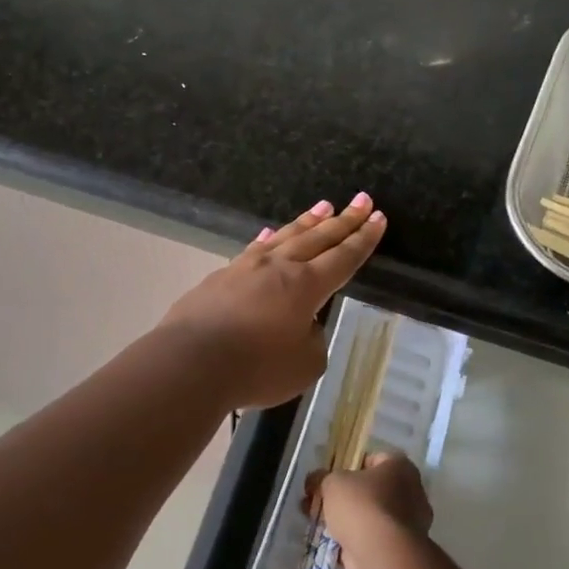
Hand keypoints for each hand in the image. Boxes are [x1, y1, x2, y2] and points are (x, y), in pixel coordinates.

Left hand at [159, 194, 386, 409]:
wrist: (191, 361)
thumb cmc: (256, 368)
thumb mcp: (305, 364)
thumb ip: (312, 339)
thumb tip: (300, 324)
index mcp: (306, 286)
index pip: (344, 257)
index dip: (364, 239)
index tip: (378, 217)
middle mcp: (279, 267)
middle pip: (318, 238)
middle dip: (344, 220)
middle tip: (362, 200)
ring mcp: (246, 268)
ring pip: (285, 237)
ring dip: (307, 222)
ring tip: (324, 206)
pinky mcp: (220, 277)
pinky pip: (253, 250)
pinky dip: (267, 240)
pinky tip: (269, 234)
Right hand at [309, 451, 432, 568]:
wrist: (381, 558)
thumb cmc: (361, 506)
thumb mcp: (332, 482)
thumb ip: (321, 478)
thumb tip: (315, 481)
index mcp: (401, 468)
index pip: (373, 459)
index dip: (348, 465)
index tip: (329, 476)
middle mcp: (410, 494)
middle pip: (370, 491)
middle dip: (344, 497)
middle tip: (318, 502)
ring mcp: (407, 527)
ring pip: (369, 518)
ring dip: (346, 522)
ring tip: (316, 524)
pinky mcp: (398, 553)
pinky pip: (370, 542)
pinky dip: (352, 544)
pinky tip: (328, 546)